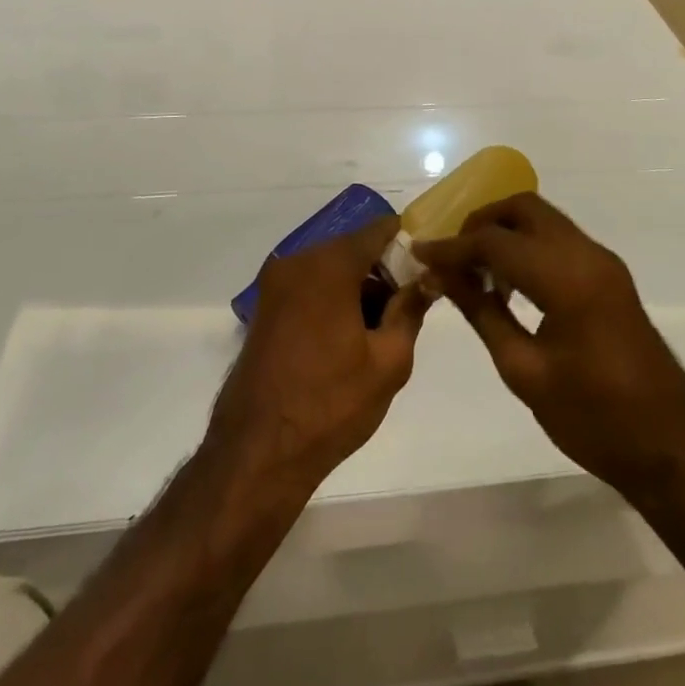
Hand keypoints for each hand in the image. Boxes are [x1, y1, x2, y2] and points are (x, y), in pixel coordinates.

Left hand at [206, 216, 431, 494]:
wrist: (256, 454)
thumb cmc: (330, 405)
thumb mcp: (388, 362)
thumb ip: (410, 311)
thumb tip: (426, 280)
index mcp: (328, 265)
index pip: (378, 231)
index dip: (407, 242)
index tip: (428, 264)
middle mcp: (297, 262)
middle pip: (352, 250)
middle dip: (383, 272)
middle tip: (409, 306)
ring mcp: (275, 285)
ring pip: (330, 270)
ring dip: (357, 289)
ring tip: (382, 331)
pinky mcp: (264, 309)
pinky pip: (309, 288)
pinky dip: (332, 300)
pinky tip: (350, 340)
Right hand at [414, 194, 684, 494]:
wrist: (670, 447)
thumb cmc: (593, 419)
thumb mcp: (524, 371)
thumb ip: (482, 314)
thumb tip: (443, 277)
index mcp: (566, 277)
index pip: (496, 242)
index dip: (452, 247)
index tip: (419, 254)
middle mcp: (587, 254)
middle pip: (524, 208)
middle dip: (482, 223)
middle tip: (453, 257)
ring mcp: (603, 261)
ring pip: (543, 219)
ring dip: (506, 233)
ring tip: (476, 273)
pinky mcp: (609, 275)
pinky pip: (559, 239)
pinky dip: (528, 246)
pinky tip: (510, 284)